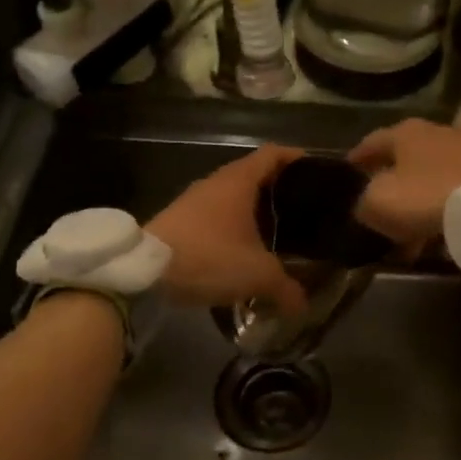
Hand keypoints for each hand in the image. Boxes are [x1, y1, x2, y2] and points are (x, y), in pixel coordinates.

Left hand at [147, 145, 308, 314]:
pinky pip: (216, 215)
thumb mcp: (257, 274)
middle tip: (303, 208)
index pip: (273, 154)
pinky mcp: (180, 220)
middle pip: (254, 174)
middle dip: (279, 189)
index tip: (316, 170)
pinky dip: (233, 226)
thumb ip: (285, 288)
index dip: (296, 158)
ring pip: (233, 197)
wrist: (144, 271)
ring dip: (254, 210)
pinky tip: (243, 250)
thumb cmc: (209, 256)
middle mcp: (217, 182)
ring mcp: (195, 200)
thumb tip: (303, 306)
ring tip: (277, 232)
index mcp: (239, 180)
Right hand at [348, 119, 460, 244]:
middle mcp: (435, 134)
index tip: (346, 172)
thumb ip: (363, 203)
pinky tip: (437, 235)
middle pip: (403, 160)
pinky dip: (441, 210)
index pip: (371, 142)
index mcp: (405, 133)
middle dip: (389, 185)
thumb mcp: (381, 202)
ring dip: (416, 203)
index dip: (356, 159)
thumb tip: (365, 206)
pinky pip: (454, 192)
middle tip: (376, 208)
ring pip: (429, 179)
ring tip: (407, 235)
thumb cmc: (430, 195)